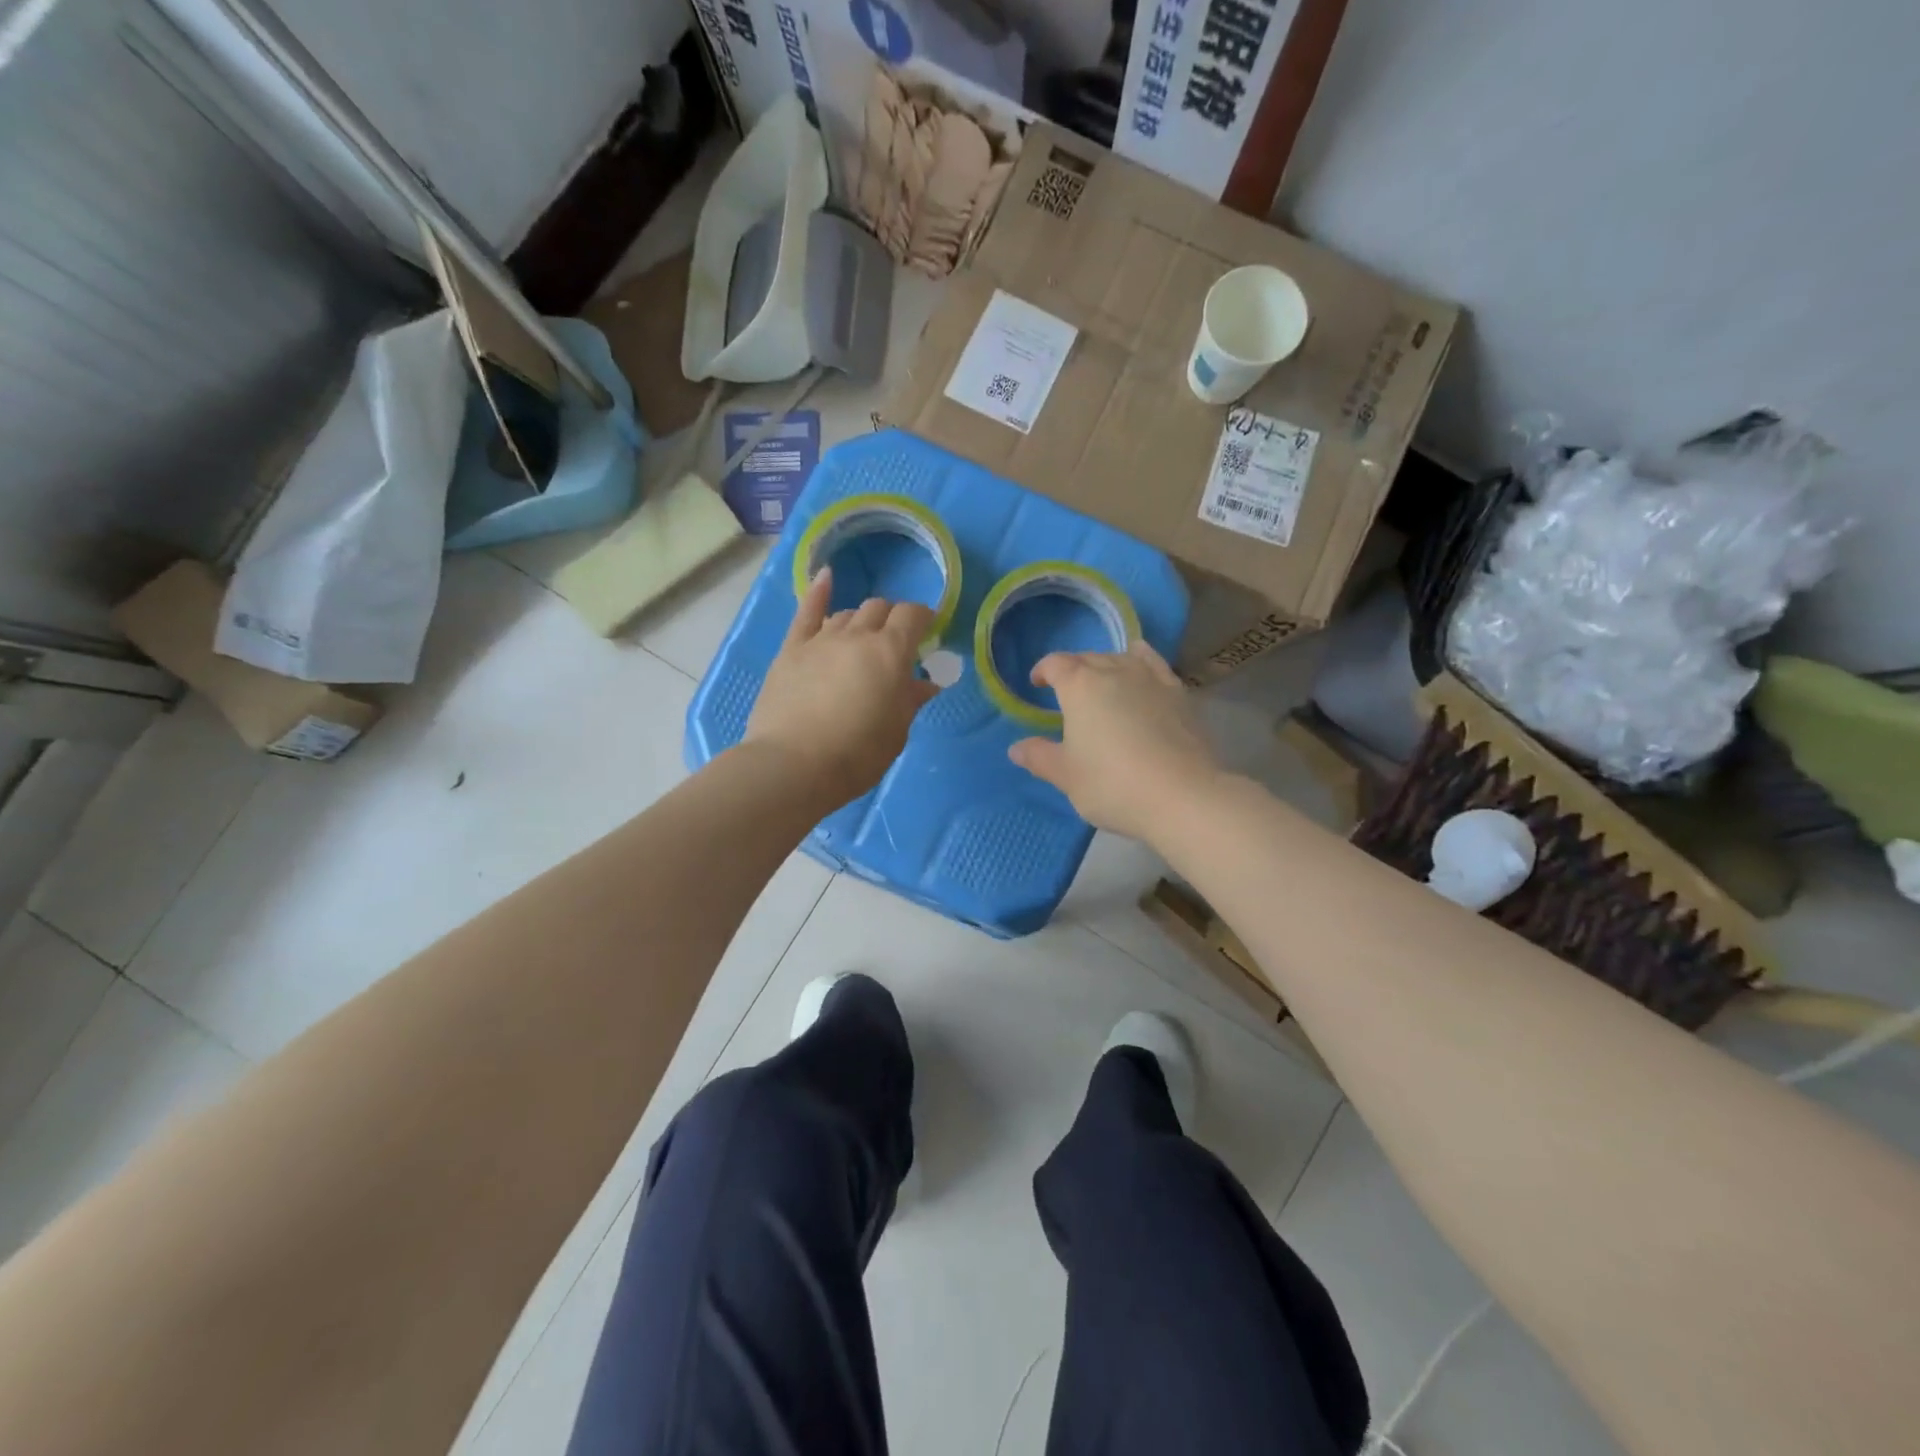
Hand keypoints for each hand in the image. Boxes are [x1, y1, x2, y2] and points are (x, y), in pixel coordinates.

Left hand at [744, 569, 938, 805]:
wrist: (793, 766)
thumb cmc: (856, 755)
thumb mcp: (896, 732)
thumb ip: (909, 701)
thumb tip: (925, 684)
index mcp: (890, 652)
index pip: (912, 616)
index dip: (923, 617)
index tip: (928, 629)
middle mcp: (857, 635)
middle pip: (879, 608)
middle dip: (892, 618)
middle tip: (896, 642)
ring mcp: (820, 640)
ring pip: (847, 613)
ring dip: (861, 621)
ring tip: (863, 640)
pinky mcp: (791, 650)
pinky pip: (806, 612)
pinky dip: (818, 592)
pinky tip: (826, 577)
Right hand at [1006, 640, 1221, 842]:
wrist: (1182, 796)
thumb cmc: (1112, 784)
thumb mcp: (1067, 776)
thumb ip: (1040, 757)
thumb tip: (1016, 748)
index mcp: (1080, 686)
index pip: (1056, 664)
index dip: (1043, 671)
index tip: (1036, 684)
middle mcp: (1114, 671)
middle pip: (1088, 658)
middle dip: (1073, 670)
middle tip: (1066, 693)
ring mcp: (1151, 679)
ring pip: (1121, 658)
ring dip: (1106, 665)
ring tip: (1101, 683)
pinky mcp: (1179, 693)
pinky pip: (1154, 664)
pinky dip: (1142, 659)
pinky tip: (1141, 664)